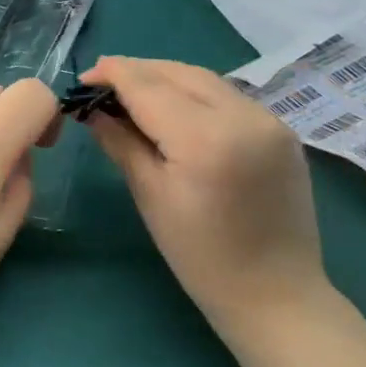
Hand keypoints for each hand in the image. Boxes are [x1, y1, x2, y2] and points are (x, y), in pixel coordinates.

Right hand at [81, 58, 329, 333]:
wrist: (276, 294)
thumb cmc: (200, 256)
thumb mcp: (150, 196)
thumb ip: (121, 143)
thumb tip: (94, 111)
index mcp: (205, 138)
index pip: (148, 87)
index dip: (113, 74)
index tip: (84, 77)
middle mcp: (242, 116)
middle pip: (178, 73)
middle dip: (137, 72)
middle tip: (103, 84)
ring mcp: (268, 120)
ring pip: (205, 79)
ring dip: (166, 78)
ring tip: (134, 93)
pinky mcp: (281, 130)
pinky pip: (228, 96)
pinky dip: (195, 93)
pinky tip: (175, 108)